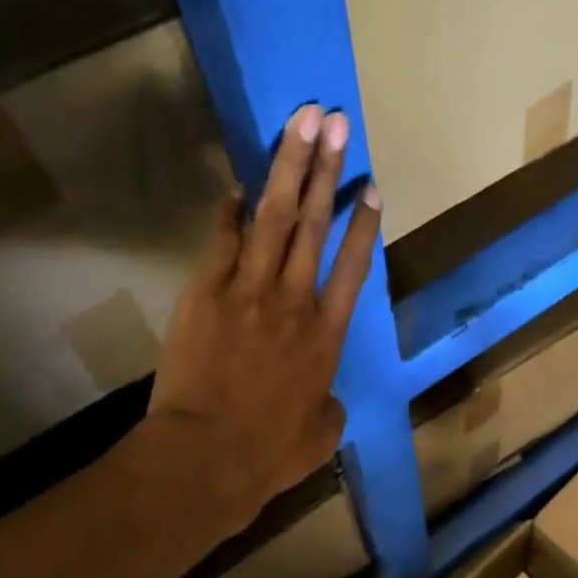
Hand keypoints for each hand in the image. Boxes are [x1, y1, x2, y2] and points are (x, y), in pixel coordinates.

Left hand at [139, 104, 380, 533]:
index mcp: (327, 337)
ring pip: (273, 219)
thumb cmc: (269, 452)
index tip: (371, 188)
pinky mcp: (205, 293)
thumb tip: (324, 394)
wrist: (207, 456)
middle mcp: (295, 303)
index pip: (353, 268)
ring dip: (288, 167)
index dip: (364, 226)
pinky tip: (237, 185)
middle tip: (335, 122)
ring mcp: (248, 292)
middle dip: (326, 170)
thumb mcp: (321, 433)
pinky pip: (221, 242)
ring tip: (300, 123)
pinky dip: (230, 212)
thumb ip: (328, 404)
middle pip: (314, 226)